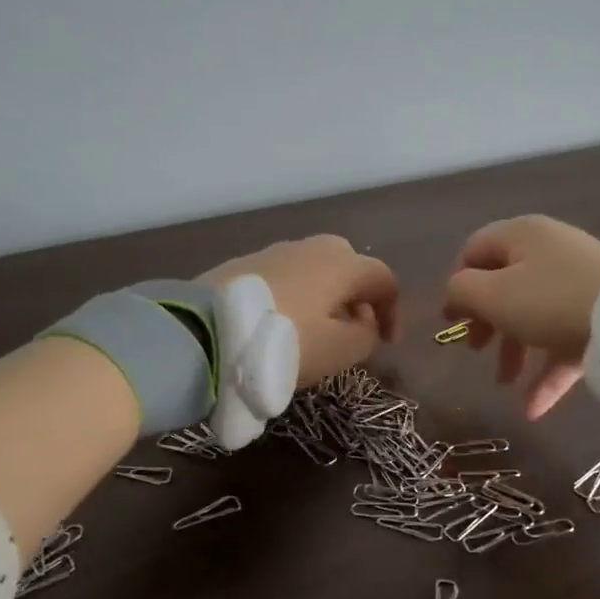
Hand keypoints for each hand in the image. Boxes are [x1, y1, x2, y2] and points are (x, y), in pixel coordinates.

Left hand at [203, 235, 399, 386]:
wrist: (206, 331)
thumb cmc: (285, 342)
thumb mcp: (339, 351)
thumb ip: (366, 336)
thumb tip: (364, 323)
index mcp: (342, 264)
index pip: (384, 279)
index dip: (393, 311)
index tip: (388, 343)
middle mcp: (311, 248)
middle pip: (349, 265)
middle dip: (358, 296)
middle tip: (353, 329)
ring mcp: (274, 252)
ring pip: (315, 269)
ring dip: (325, 296)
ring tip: (316, 330)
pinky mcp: (244, 264)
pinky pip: (285, 276)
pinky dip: (296, 296)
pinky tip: (282, 322)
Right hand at [443, 215, 599, 418]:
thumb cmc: (550, 301)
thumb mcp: (493, 296)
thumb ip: (462, 292)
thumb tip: (456, 296)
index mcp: (521, 236)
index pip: (476, 250)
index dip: (458, 284)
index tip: (452, 320)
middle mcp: (549, 253)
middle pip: (505, 286)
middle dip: (486, 323)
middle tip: (476, 350)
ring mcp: (578, 284)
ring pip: (534, 317)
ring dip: (514, 352)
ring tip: (504, 384)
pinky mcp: (599, 315)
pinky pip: (564, 342)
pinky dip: (547, 373)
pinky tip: (533, 410)